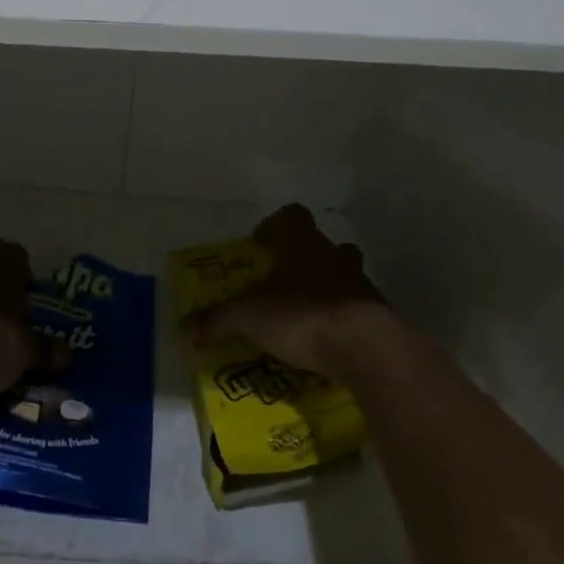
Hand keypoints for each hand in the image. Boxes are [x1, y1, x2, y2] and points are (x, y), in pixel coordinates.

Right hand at [183, 204, 395, 379]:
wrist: (368, 347)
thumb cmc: (302, 314)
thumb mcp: (249, 317)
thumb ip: (217, 320)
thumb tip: (184, 329)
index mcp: (301, 243)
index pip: (291, 216)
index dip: (275, 225)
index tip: (261, 244)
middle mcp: (333, 255)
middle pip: (321, 244)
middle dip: (303, 259)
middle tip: (283, 282)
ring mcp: (361, 284)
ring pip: (343, 275)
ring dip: (327, 289)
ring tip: (306, 315)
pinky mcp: (379, 316)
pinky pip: (358, 310)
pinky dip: (344, 321)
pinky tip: (329, 343)